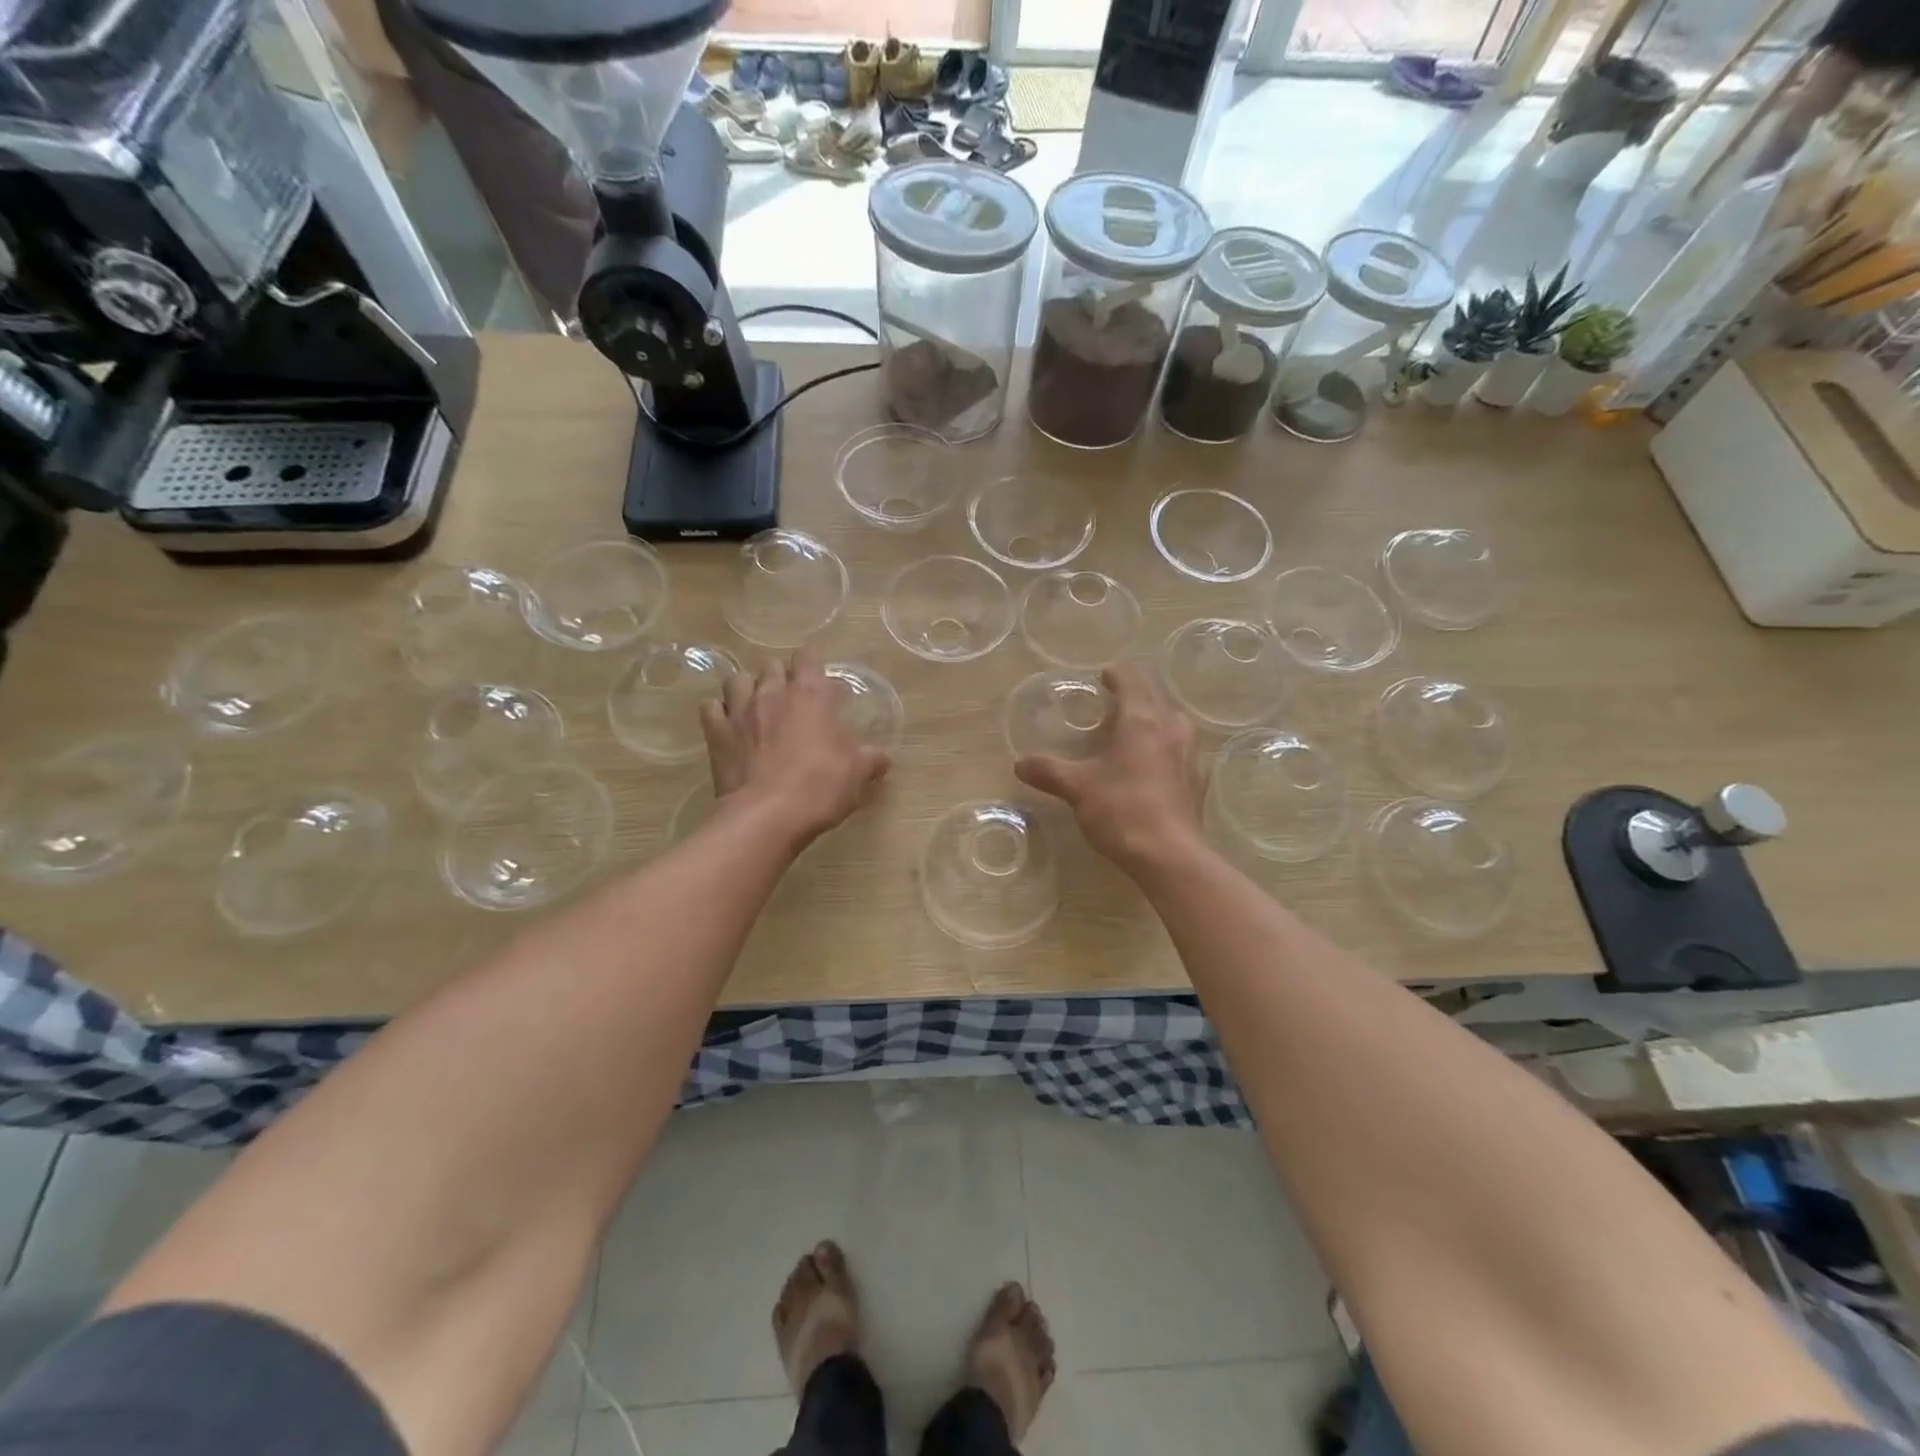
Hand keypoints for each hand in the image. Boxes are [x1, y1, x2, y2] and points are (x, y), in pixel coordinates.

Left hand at [700, 649, 889, 845]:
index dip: (813, 663)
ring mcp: (739, 710)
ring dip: (748, 689)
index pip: (809, 656)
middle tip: (793, 701)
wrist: (768, 816)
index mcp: (811, 694)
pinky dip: (720, 713)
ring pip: (738, 679)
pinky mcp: (716, 733)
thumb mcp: (858, 773)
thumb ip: (871, 759)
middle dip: (782, 677)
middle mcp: (773, 692)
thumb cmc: (820, 787)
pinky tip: (730, 726)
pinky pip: (711, 708)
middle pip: (772, 666)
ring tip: (757, 707)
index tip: (820, 681)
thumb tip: (882, 758)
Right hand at [1014, 663, 1204, 875]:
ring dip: (1154, 718)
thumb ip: (1048, 771)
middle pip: (1155, 696)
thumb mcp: (1076, 788)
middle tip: (1112, 704)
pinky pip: (1182, 749)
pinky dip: (1166, 746)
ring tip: (1133, 731)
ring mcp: (1190, 752)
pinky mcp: (1198, 778)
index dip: (1116, 675)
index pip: (1132, 680)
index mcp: (1141, 719)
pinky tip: (1153, 765)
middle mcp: (1171, 726)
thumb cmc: (1121, 810)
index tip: (1103, 677)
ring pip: (1173, 721)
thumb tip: (1020, 763)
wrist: (1169, 855)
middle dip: (1135, 695)